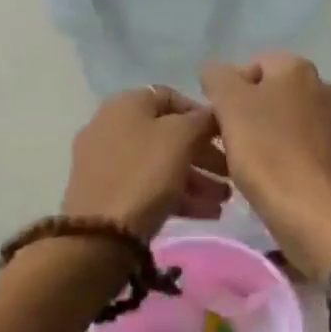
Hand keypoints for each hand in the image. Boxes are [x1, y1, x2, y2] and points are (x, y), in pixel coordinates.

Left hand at [63, 86, 230, 240]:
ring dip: (197, 179)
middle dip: (204, 154)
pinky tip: (207, 213)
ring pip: (161, 163)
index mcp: (126, 104)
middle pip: (168, 134)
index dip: (202, 114)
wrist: (100, 234)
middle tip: (230, 173)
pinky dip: (177, 194)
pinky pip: (149, 185)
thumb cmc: (145, 173)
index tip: (225, 136)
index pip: (172, 97)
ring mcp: (106, 161)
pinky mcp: (107, 192)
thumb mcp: (182, 137)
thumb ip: (203, 119)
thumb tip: (213, 114)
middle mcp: (112, 126)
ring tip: (223, 200)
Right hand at [200, 53, 330, 279]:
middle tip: (229, 142)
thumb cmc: (267, 153)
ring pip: (286, 119)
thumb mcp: (230, 105)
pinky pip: (301, 145)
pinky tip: (272, 177)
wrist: (314, 214)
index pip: (252, 64)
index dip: (229, 91)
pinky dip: (284, 155)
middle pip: (271, 92)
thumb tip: (218, 73)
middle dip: (248, 113)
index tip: (219, 121)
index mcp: (298, 68)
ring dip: (265, 134)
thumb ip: (218, 77)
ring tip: (248, 163)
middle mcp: (323, 86)